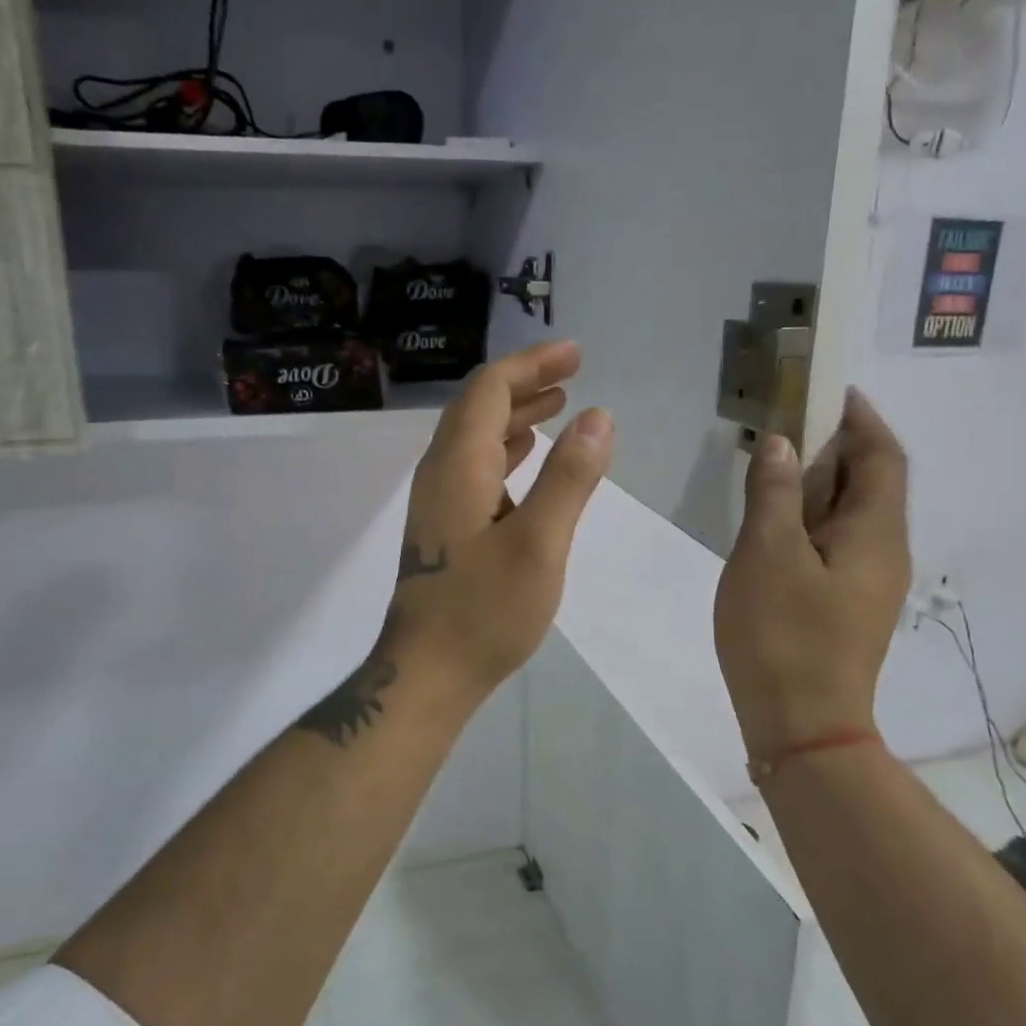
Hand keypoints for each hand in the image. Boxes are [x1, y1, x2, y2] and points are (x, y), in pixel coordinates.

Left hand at [383, 340, 614, 699]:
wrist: (427, 672)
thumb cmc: (484, 611)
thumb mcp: (539, 544)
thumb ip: (569, 478)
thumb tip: (598, 416)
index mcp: (459, 464)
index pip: (490, 389)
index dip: (532, 364)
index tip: (576, 354)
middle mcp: (441, 471)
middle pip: (479, 406)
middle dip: (526, 382)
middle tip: (574, 372)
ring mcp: (438, 499)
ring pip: (476, 437)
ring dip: (516, 414)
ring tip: (560, 404)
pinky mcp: (444, 525)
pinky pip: (476, 467)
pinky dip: (506, 450)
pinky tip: (529, 458)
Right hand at [714, 391, 910, 755]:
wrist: (802, 724)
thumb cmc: (783, 633)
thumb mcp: (766, 553)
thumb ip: (773, 492)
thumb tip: (780, 444)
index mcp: (876, 533)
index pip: (882, 458)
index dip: (862, 419)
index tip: (832, 390)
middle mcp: (885, 552)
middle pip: (872, 483)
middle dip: (838, 446)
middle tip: (790, 425)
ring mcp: (868, 583)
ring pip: (852, 515)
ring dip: (821, 483)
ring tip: (776, 467)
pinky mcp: (847, 606)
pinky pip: (837, 543)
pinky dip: (812, 517)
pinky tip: (776, 525)